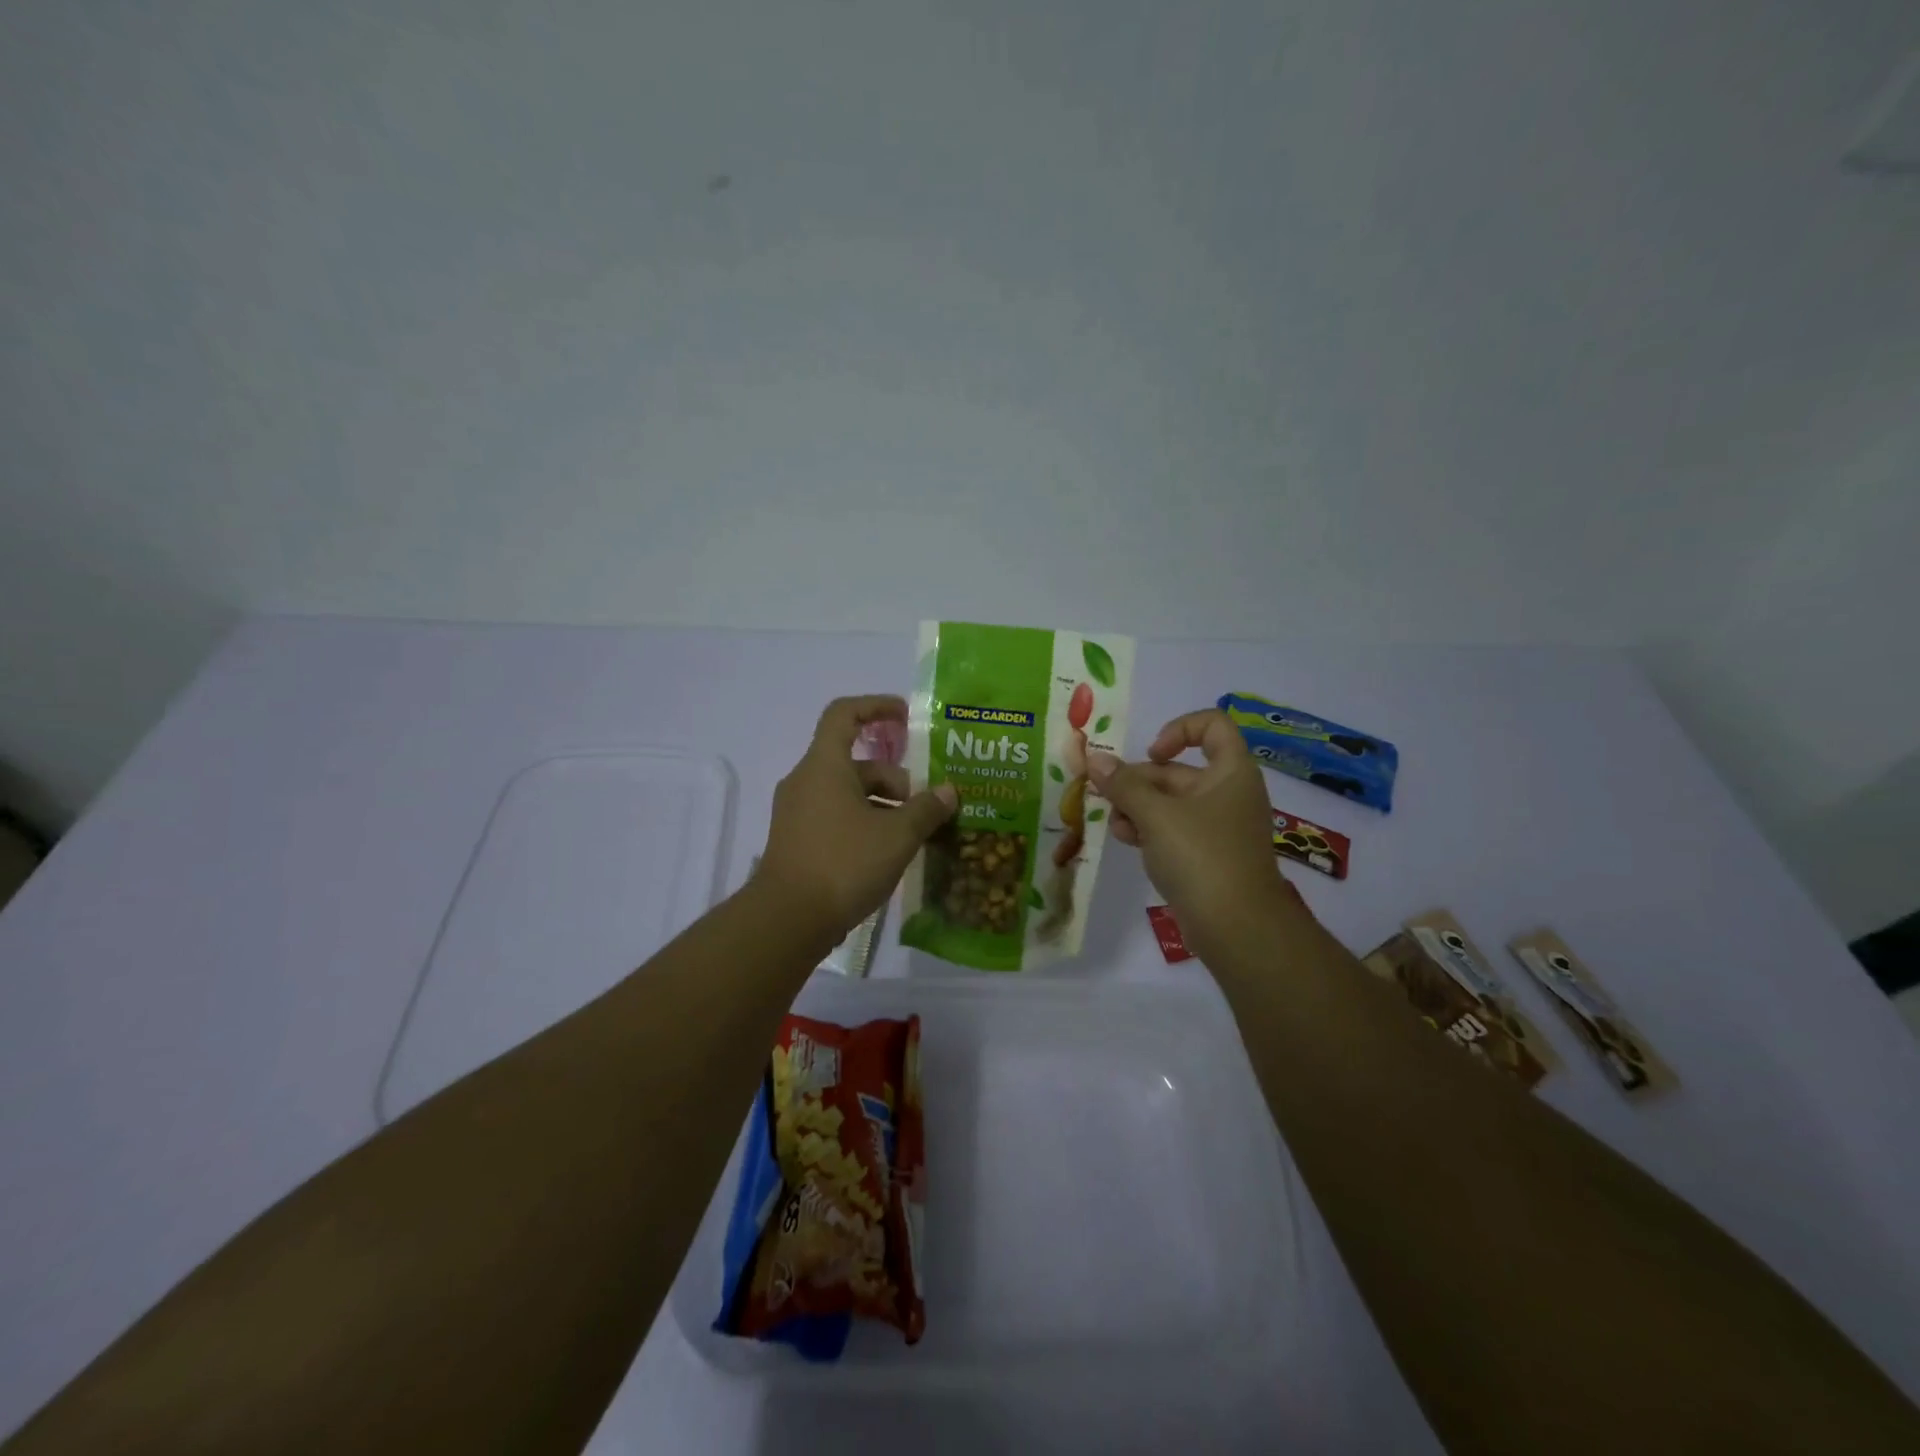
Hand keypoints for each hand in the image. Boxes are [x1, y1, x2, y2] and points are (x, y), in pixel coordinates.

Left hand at [758, 696, 957, 942]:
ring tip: (913, 836)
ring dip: (883, 806)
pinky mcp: (797, 840)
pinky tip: (887, 854)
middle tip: (925, 809)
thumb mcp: (897, 835)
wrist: (787, 920)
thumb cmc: (844, 863)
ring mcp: (797, 813)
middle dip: (896, 780)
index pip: (845, 714)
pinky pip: (836, 817)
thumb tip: (948, 791)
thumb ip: (926, 809)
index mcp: (825, 766)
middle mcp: (806, 781)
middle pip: (856, 763)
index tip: (908, 717)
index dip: (877, 707)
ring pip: (848, 794)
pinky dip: (864, 824)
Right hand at [1089, 709, 1306, 955]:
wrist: (1237, 928)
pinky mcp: (1207, 855)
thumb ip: (1123, 785)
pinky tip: (1127, 841)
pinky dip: (1149, 830)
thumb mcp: (1156, 815)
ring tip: (1117, 826)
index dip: (1179, 729)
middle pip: (1178, 770)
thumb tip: (1094, 759)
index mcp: (1231, 772)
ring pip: (1170, 802)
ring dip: (1138, 807)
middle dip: (1140, 781)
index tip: (1152, 753)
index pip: (1212, 726)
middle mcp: (1228, 793)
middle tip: (1108, 796)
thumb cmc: (1202, 856)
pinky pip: (1173, 829)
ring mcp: (1218, 826)